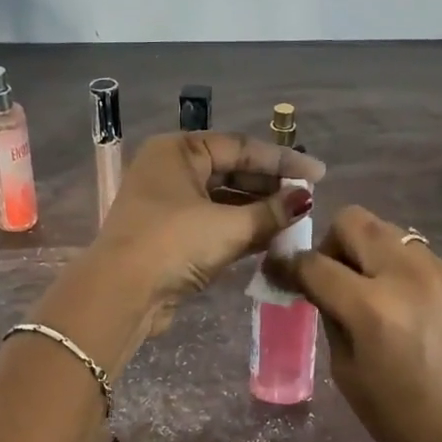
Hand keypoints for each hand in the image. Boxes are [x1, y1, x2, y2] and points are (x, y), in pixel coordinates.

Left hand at [90, 133, 324, 327]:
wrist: (122, 294)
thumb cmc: (174, 244)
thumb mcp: (228, 226)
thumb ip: (271, 212)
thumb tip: (306, 199)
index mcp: (178, 151)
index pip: (240, 147)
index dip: (282, 160)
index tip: (318, 173)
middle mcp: (171, 171)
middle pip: (232, 171)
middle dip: (270, 185)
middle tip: (308, 198)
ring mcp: (168, 205)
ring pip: (223, 200)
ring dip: (258, 210)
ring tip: (296, 220)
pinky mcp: (170, 236)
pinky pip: (214, 224)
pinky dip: (241, 229)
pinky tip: (272, 238)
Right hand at [275, 206, 441, 441]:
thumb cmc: (404, 422)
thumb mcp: (348, 375)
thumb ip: (331, 321)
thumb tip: (320, 291)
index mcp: (371, 308)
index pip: (315, 264)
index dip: (288, 265)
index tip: (279, 271)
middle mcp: (405, 276)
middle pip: (354, 221)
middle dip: (332, 243)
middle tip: (331, 277)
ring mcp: (439, 273)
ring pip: (388, 231)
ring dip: (367, 251)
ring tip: (368, 289)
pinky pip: (416, 253)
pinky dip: (396, 266)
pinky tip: (402, 303)